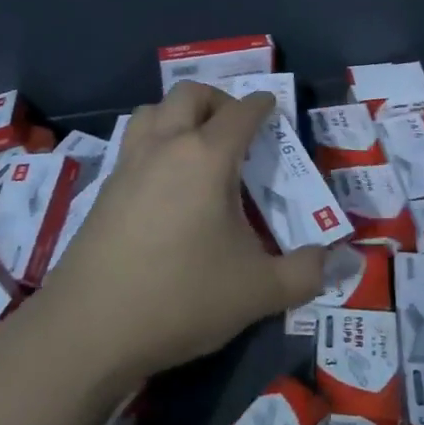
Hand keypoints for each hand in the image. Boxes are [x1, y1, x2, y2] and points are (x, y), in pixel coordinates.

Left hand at [33, 84, 325, 385]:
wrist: (89, 329)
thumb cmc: (181, 297)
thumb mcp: (258, 292)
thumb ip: (305, 273)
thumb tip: (334, 260)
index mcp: (206, 157)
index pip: (241, 112)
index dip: (262, 105)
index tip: (273, 109)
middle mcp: (165, 147)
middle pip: (190, 94)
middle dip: (218, 100)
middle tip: (236, 130)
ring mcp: (128, 165)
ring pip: (152, 111)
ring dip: (178, 114)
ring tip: (196, 147)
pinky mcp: (103, 190)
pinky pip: (133, 143)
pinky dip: (154, 143)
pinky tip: (164, 183)